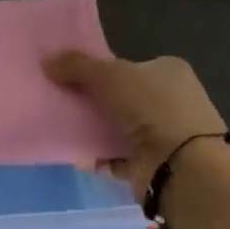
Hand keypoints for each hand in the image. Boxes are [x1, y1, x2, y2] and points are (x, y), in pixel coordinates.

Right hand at [44, 51, 225, 202]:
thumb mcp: (109, 74)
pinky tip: (80, 155)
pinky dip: (101, 157)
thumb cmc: (152, 108)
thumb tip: (47, 61)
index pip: (130, 65)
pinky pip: (119, 156)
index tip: (73, 76)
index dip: (102, 69)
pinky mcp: (155, 164)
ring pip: (120, 127)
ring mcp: (166, 134)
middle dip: (95, 101)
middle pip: (123, 96)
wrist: (182, 167)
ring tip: (63, 127)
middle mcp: (172, 100)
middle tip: (63, 101)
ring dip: (96, 130)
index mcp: (169, 71)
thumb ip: (77, 66)